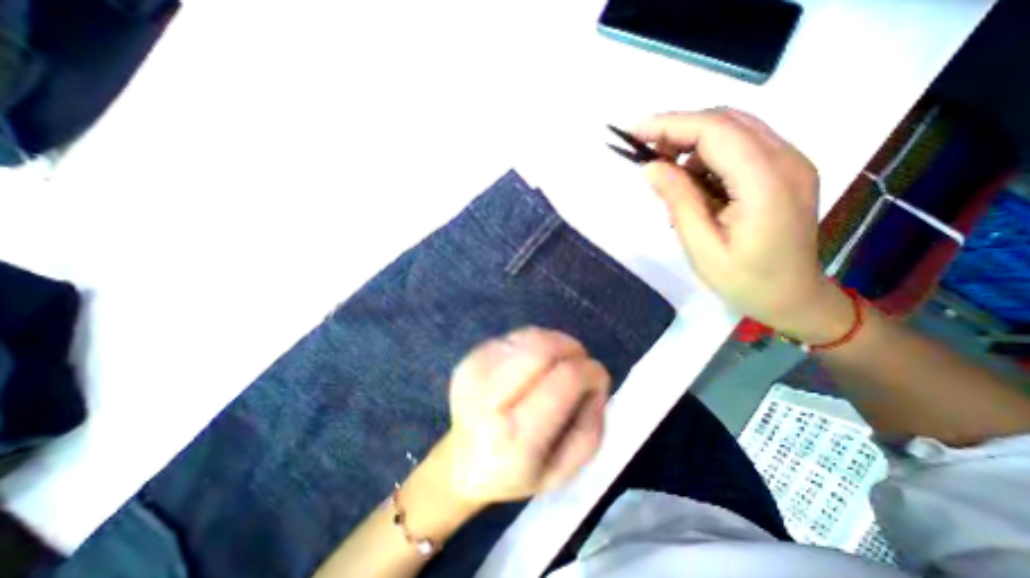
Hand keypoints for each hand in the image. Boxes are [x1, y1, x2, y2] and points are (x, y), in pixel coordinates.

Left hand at [444, 328, 605, 507]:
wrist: (460, 461)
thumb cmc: (515, 472)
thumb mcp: (562, 473)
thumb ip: (590, 430)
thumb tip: (595, 383)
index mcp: (515, 437)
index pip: (564, 379)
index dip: (590, 371)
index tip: (598, 377)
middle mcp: (489, 399)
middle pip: (542, 348)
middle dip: (572, 348)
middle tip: (580, 361)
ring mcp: (475, 372)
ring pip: (529, 336)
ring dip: (554, 343)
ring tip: (558, 362)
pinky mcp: (470, 357)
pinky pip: (515, 336)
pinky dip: (534, 344)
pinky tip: (533, 364)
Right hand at [638, 111, 852, 341]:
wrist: (791, 297)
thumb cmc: (743, 281)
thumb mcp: (701, 247)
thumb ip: (678, 201)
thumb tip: (650, 167)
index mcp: (766, 183)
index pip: (716, 131)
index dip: (671, 125)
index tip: (634, 133)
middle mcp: (786, 160)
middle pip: (727, 121)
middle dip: (679, 129)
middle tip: (643, 151)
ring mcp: (790, 162)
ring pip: (734, 129)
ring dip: (692, 141)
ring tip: (663, 170)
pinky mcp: (784, 170)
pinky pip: (741, 146)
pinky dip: (708, 154)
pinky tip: (691, 180)